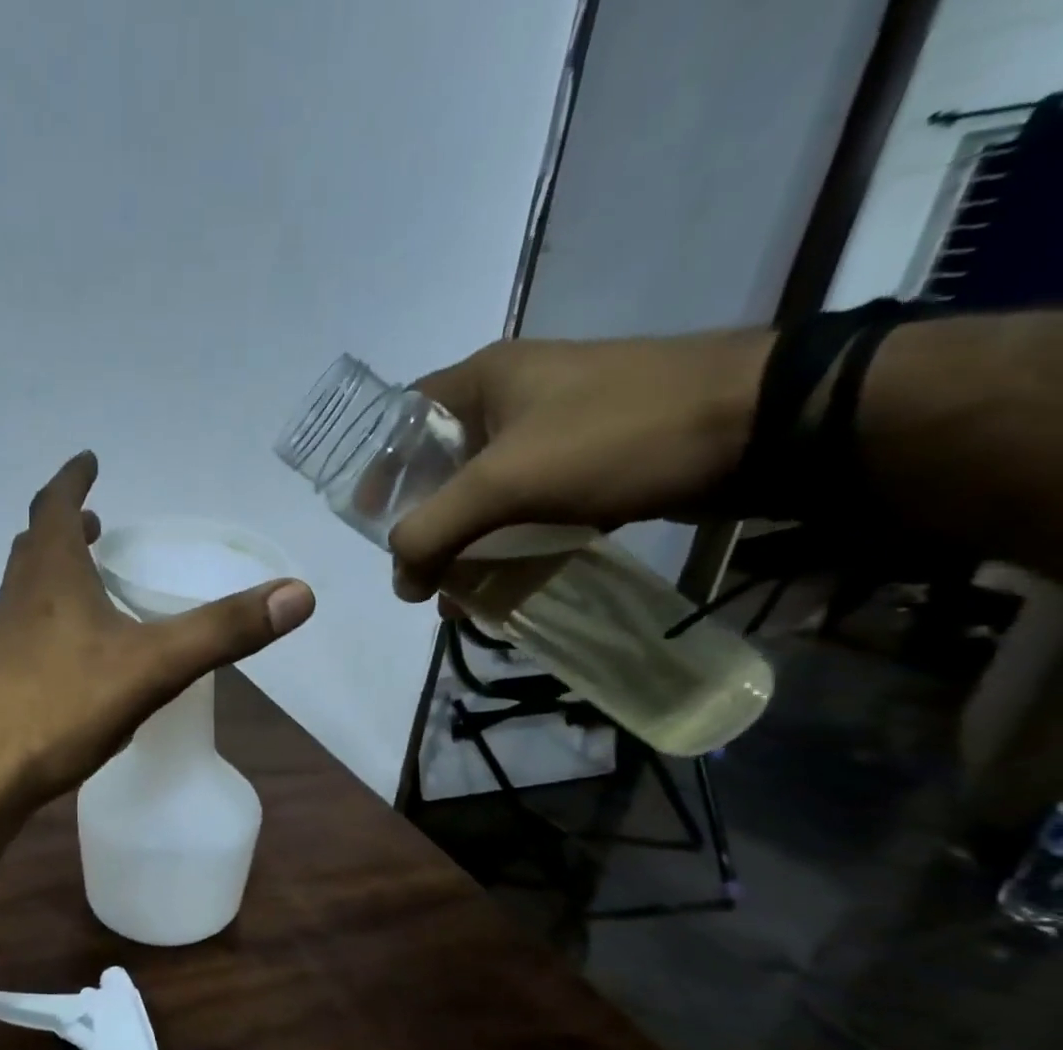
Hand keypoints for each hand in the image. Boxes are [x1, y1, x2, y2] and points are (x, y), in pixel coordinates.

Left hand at [0, 451, 314, 808]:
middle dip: (65, 524)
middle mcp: (17, 597)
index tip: (88, 460)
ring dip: (55, 571)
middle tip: (94, 520)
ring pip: (27, 588)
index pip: (57, 506)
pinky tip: (72, 655)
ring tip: (88, 578)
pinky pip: (24, 630)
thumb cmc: (59, 706)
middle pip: (35, 544)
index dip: (74, 479)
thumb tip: (299, 594)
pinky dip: (49, 619)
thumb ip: (222, 631)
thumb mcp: (152, 666)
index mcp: (50, 575)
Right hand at [387, 330, 771, 599]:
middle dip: (424, 525)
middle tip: (416, 572)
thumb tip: (401, 583)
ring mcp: (555, 429)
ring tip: (459, 596)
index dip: (375, 469)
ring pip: (485, 494)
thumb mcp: (504, 483)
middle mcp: (513, 398)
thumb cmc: (614, 437)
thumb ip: (433, 532)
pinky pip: (528, 509)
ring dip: (466, 546)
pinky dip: (510, 546)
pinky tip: (506, 584)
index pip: (401, 420)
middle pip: (440, 466)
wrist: (759, 426)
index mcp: (483, 379)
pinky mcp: (591, 462)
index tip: (366, 522)